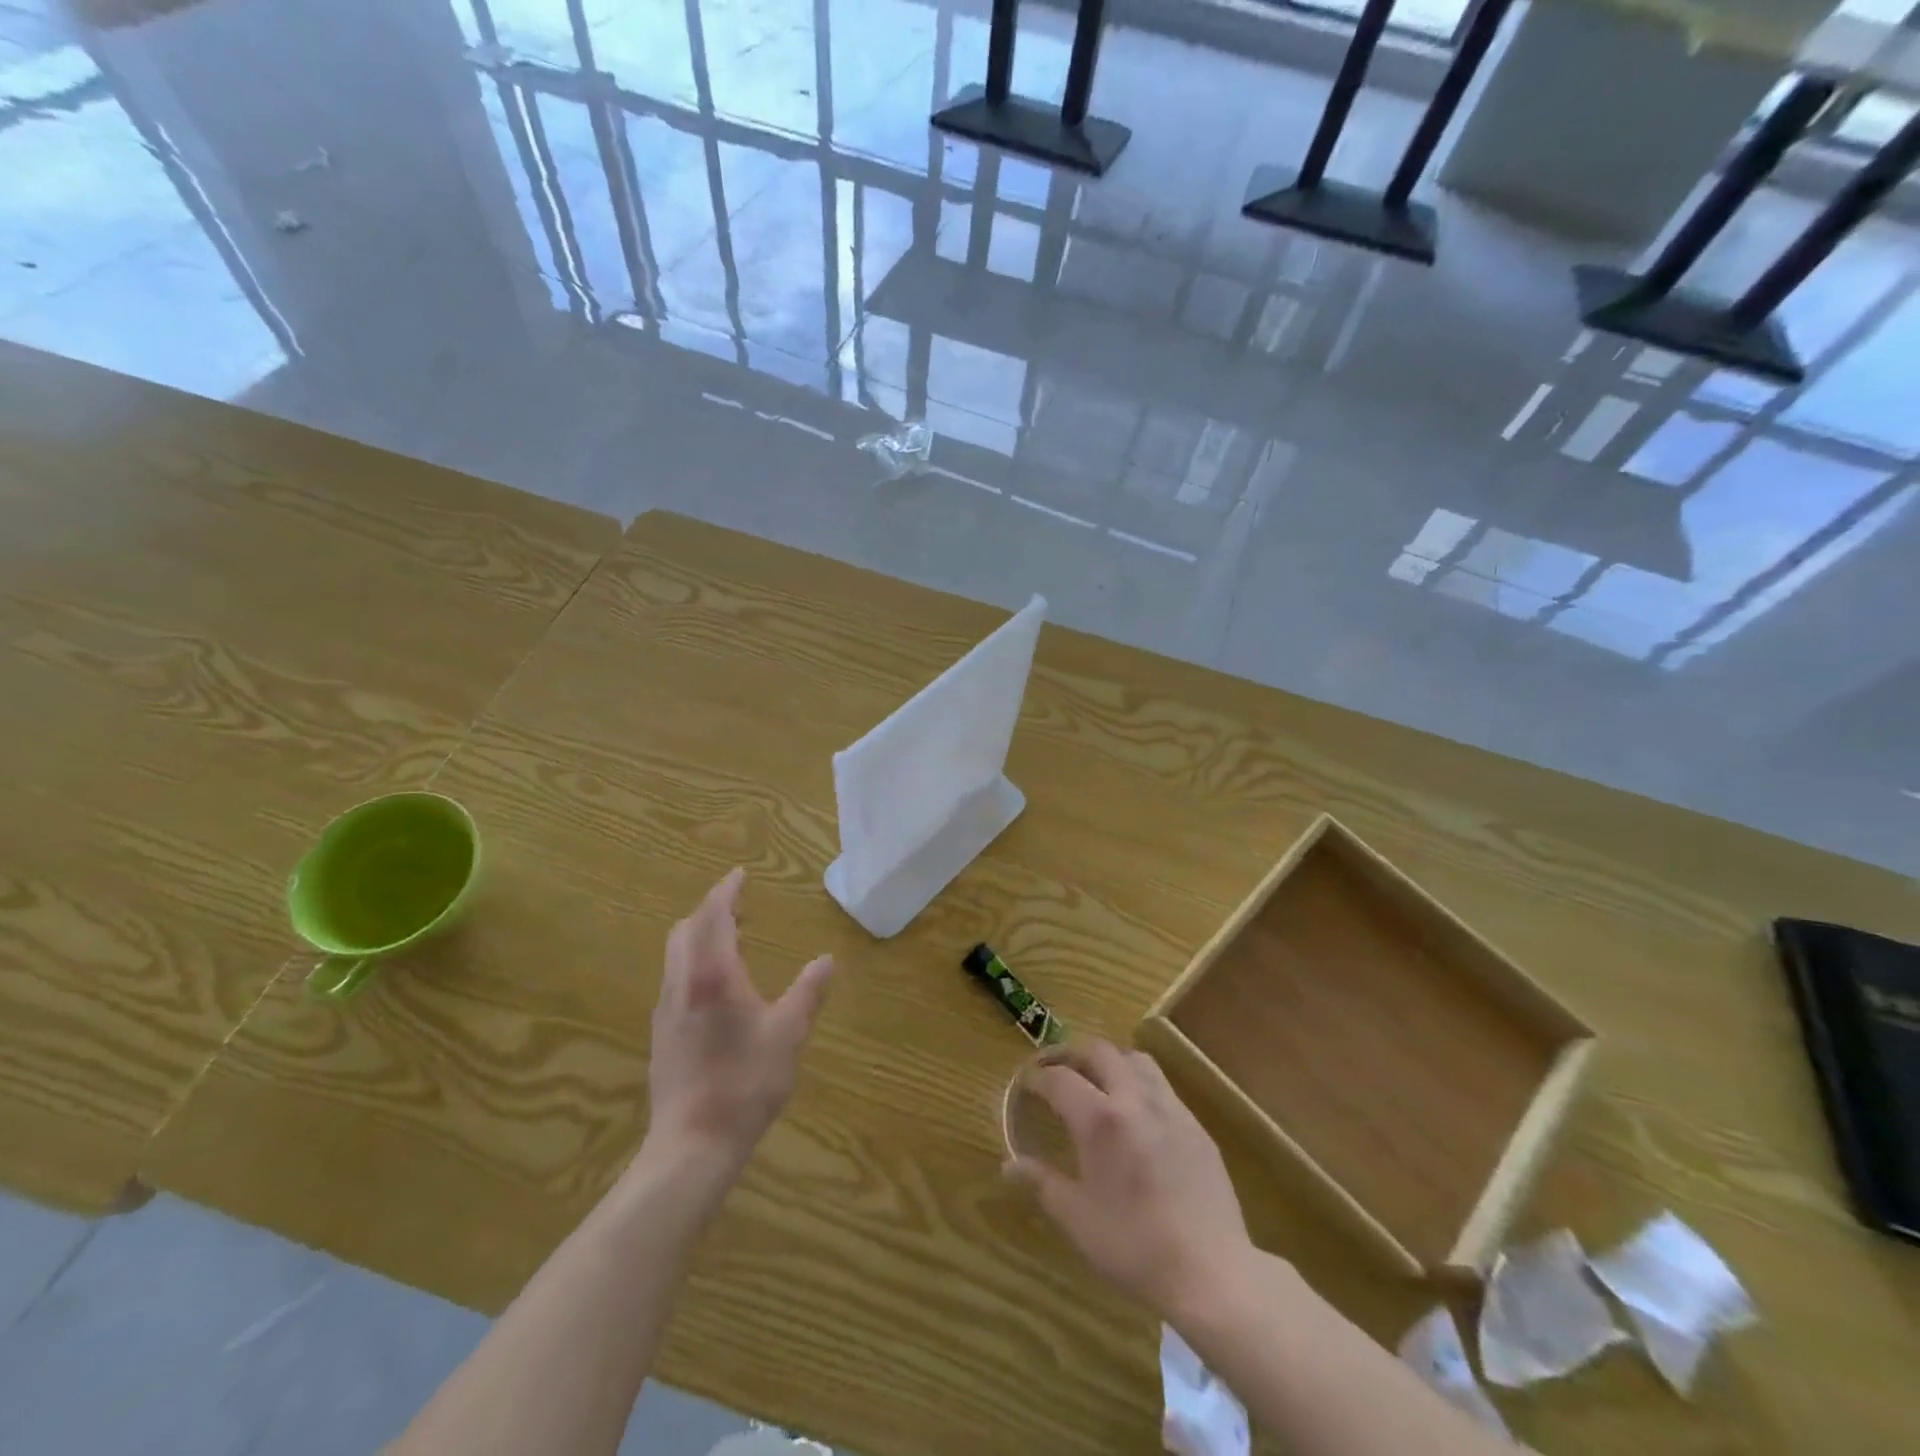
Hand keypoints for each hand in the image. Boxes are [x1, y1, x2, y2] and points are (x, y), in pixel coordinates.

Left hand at [643, 869, 832, 1171]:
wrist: (692, 1144)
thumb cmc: (746, 1082)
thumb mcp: (789, 1034)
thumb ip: (808, 992)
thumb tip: (827, 960)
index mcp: (713, 975)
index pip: (714, 916)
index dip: (726, 891)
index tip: (740, 875)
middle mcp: (682, 983)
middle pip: (687, 929)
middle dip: (710, 910)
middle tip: (740, 907)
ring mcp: (666, 1009)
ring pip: (676, 954)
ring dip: (701, 935)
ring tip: (733, 940)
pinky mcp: (661, 1033)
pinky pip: (676, 978)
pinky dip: (694, 961)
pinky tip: (717, 986)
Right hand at [1007, 1040, 1253, 1321]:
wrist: (1211, 1272)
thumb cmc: (1135, 1247)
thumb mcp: (1078, 1220)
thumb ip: (1042, 1183)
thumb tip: (1009, 1165)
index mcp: (1100, 1120)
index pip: (1060, 1079)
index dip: (1038, 1078)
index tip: (1026, 1084)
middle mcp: (1135, 1100)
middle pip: (1100, 1052)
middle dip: (1073, 1055)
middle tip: (1057, 1071)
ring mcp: (1170, 1109)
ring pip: (1136, 1060)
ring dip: (1111, 1061)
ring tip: (1098, 1081)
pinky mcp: (1196, 1125)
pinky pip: (1163, 1086)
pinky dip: (1140, 1084)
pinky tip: (1137, 1114)